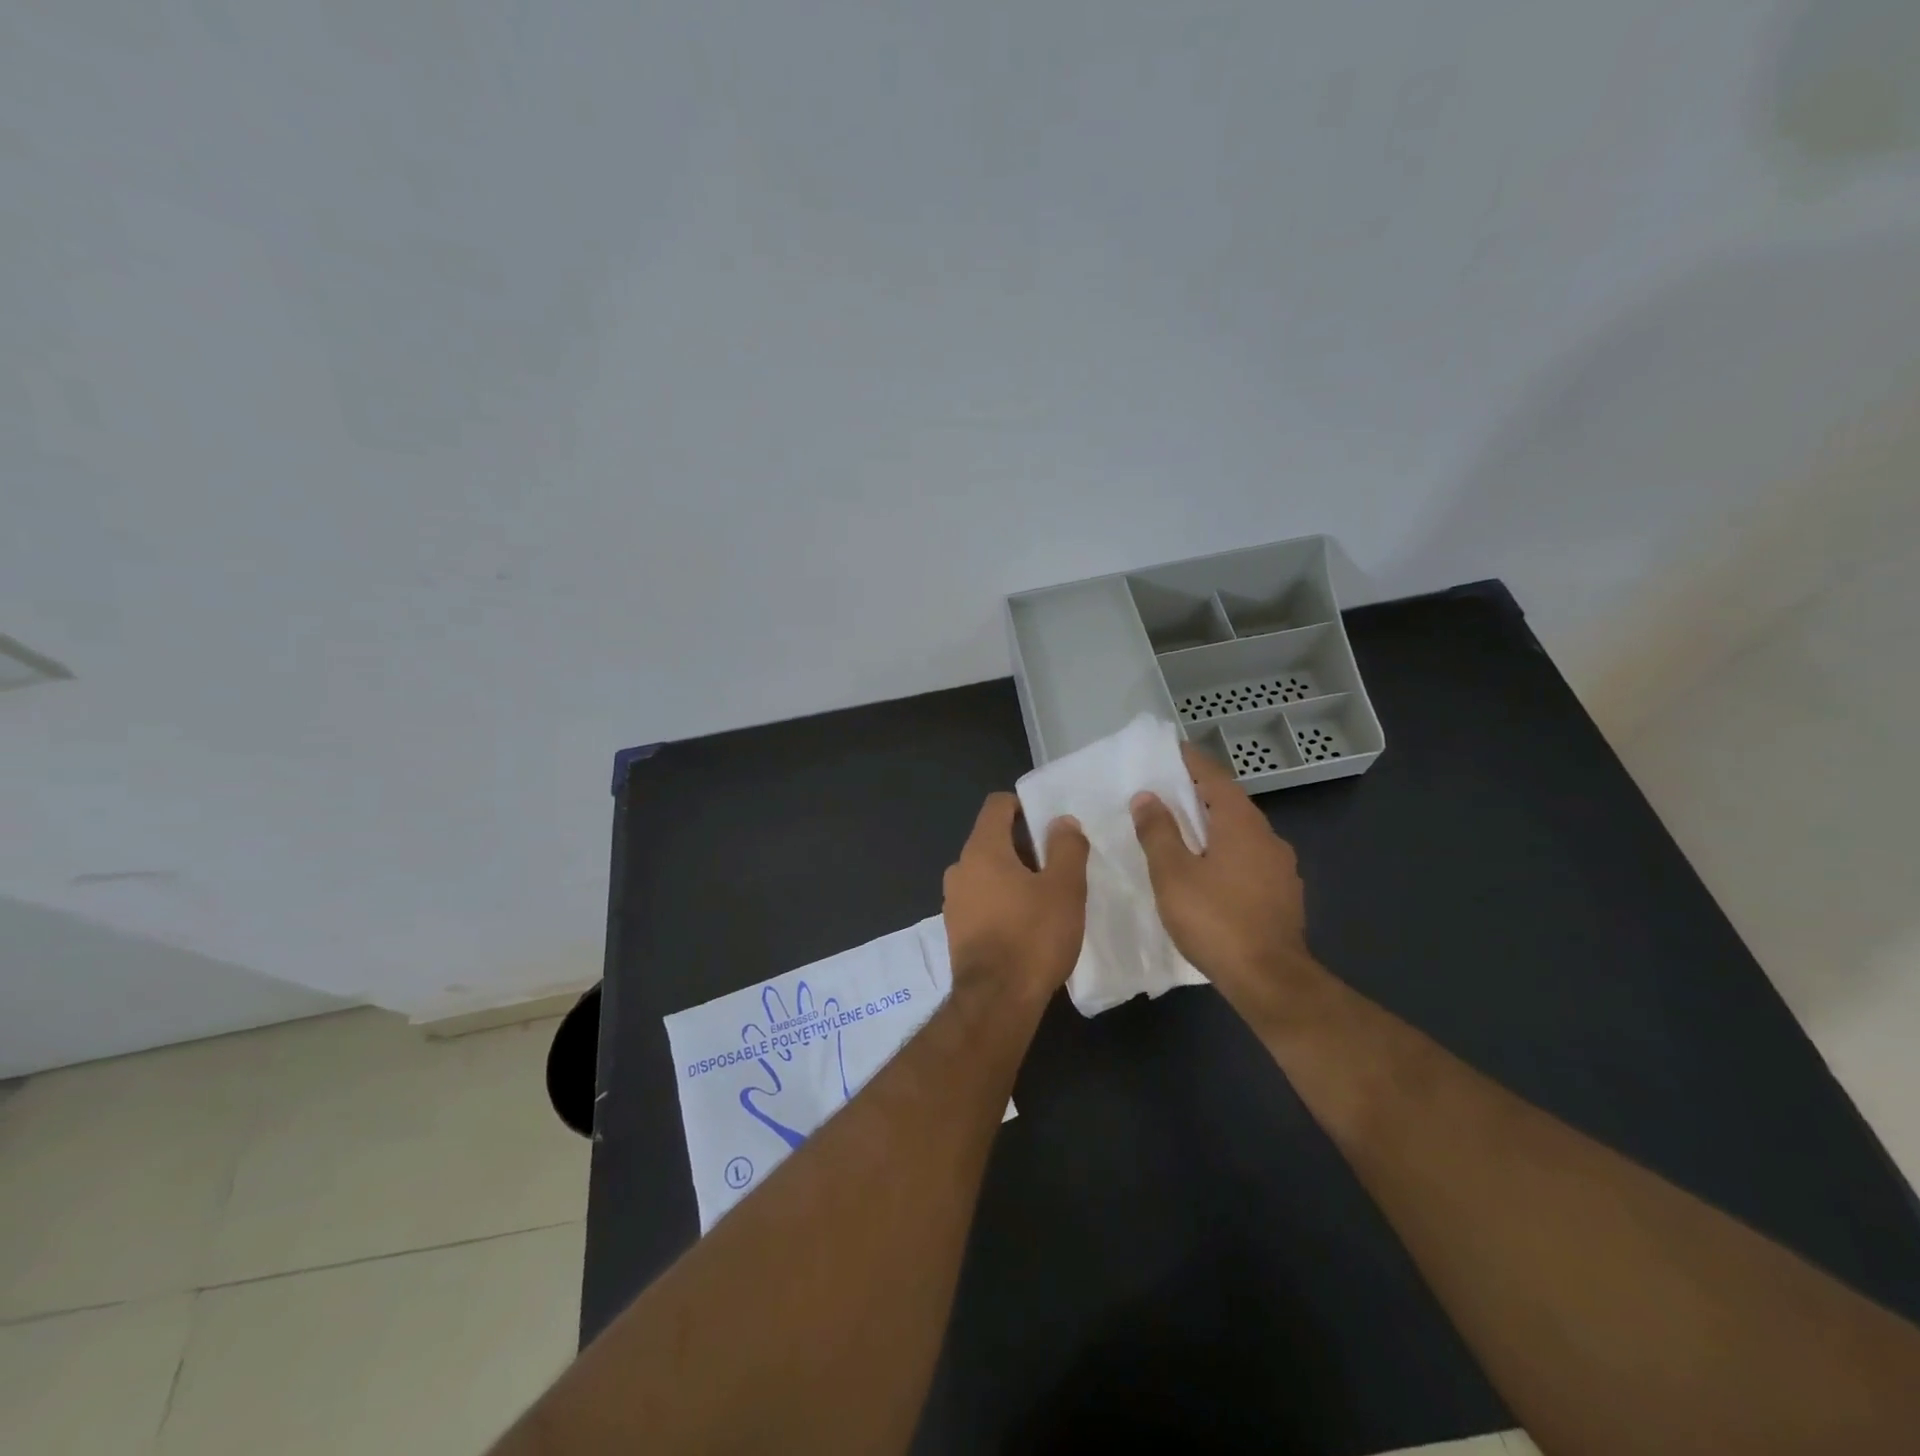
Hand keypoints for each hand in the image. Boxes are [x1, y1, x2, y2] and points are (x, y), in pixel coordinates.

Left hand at [942, 793, 1089, 1008]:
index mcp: (982, 849)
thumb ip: (1066, 847)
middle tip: (1058, 864)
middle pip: (992, 839)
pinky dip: (1002, 900)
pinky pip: (981, 899)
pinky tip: (1027, 923)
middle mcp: (960, 868)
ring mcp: (953, 901)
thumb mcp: (1064, 888)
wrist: (996, 1002)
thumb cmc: (1033, 936)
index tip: (1050, 824)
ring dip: (1014, 875)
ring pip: (987, 872)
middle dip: (1025, 845)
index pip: (997, 805)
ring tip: (1047, 896)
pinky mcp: (956, 930)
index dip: (1024, 806)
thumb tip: (1061, 821)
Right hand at [1130, 744, 1318, 1030]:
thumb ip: (1158, 832)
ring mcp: (1281, 868)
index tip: (1170, 750)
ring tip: (1183, 834)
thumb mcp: (1173, 874)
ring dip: (1214, 827)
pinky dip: (1227, 854)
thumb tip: (1147, 796)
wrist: (1270, 980)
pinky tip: (1210, 873)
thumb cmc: (1216, 920)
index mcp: (1241, 824)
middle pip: (1230, 804)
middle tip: (1167, 794)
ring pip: (1242, 834)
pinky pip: (1250, 859)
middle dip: (1199, 796)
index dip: (1191, 762)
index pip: (1214, 778)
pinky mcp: (1284, 895)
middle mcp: (1268, 837)